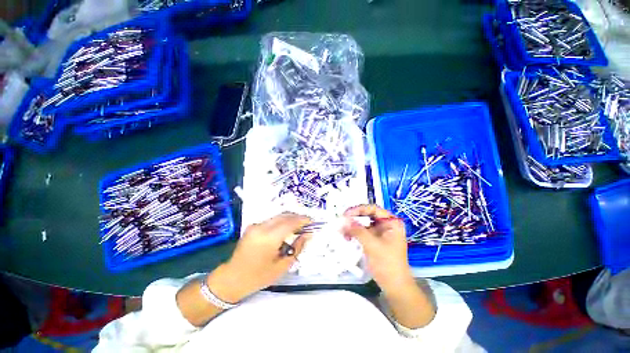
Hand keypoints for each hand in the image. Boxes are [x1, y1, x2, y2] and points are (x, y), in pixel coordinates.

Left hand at [208, 213, 310, 301]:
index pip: (290, 222)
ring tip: (298, 227)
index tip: (312, 221)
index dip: (303, 220)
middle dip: (297, 218)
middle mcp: (261, 227)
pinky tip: (286, 229)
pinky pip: (271, 220)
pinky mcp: (252, 226)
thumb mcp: (282, 266)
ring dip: (290, 219)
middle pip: (284, 216)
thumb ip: (297, 247)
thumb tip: (308, 234)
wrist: (232, 278)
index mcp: (269, 238)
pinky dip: (281, 222)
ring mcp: (255, 225)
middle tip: (307, 224)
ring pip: (278, 216)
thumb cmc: (258, 277)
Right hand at [343, 205, 413, 292]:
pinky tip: (347, 237)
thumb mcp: (372, 245)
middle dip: (354, 218)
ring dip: (353, 226)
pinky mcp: (376, 241)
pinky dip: (355, 233)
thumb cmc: (387, 264)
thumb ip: (357, 231)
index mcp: (392, 222)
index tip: (346, 214)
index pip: (373, 209)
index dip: (359, 209)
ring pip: (364, 224)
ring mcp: (381, 233)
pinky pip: (363, 232)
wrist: (395, 286)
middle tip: (342, 220)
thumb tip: (344, 220)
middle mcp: (387, 225)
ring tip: (343, 230)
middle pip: (368, 215)